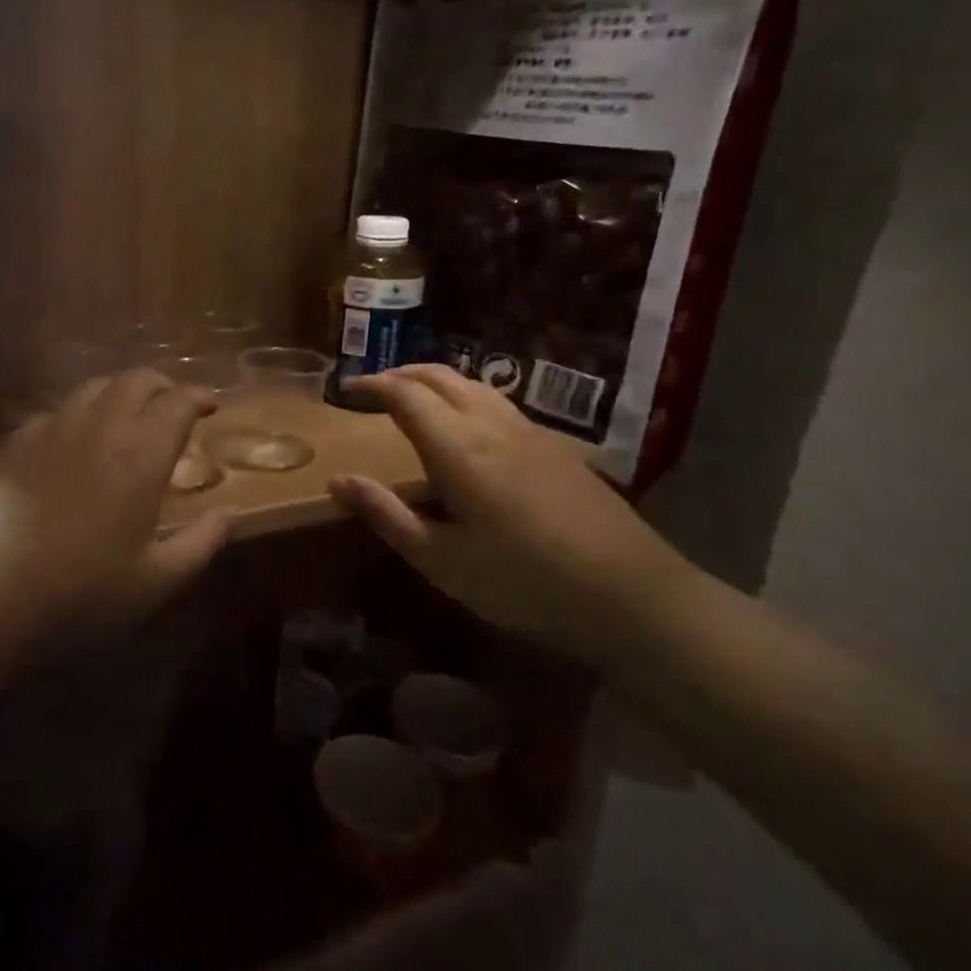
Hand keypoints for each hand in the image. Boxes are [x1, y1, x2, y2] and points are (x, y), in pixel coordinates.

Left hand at [0, 369, 232, 645]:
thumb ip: (200, 544)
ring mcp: (49, 430)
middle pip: (134, 380)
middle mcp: (97, 427)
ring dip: (118, 393)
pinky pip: (54, 413)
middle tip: (171, 404)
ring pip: (92, 389)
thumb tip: (227, 515)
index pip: (177, 402)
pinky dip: (77, 416)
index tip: (209, 405)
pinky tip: (71, 444)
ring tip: (125, 417)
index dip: (198, 396)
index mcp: (140, 455)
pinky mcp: (12, 444)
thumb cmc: (80, 595)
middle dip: (161, 385)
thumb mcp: (155, 582)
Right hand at [327, 365, 697, 667]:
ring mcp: (530, 433)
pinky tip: (467, 425)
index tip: (346, 389)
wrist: (633, 597)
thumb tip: (337, 481)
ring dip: (435, 380)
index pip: (405, 394)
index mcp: (458, 448)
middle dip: (401, 373)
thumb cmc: (524, 583)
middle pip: (440, 377)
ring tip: (413, 397)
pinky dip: (465, 396)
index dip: (373, 385)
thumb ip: (386, 515)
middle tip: (373, 388)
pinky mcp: (556, 448)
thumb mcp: (441, 560)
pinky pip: (498, 402)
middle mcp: (492, 425)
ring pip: (473, 384)